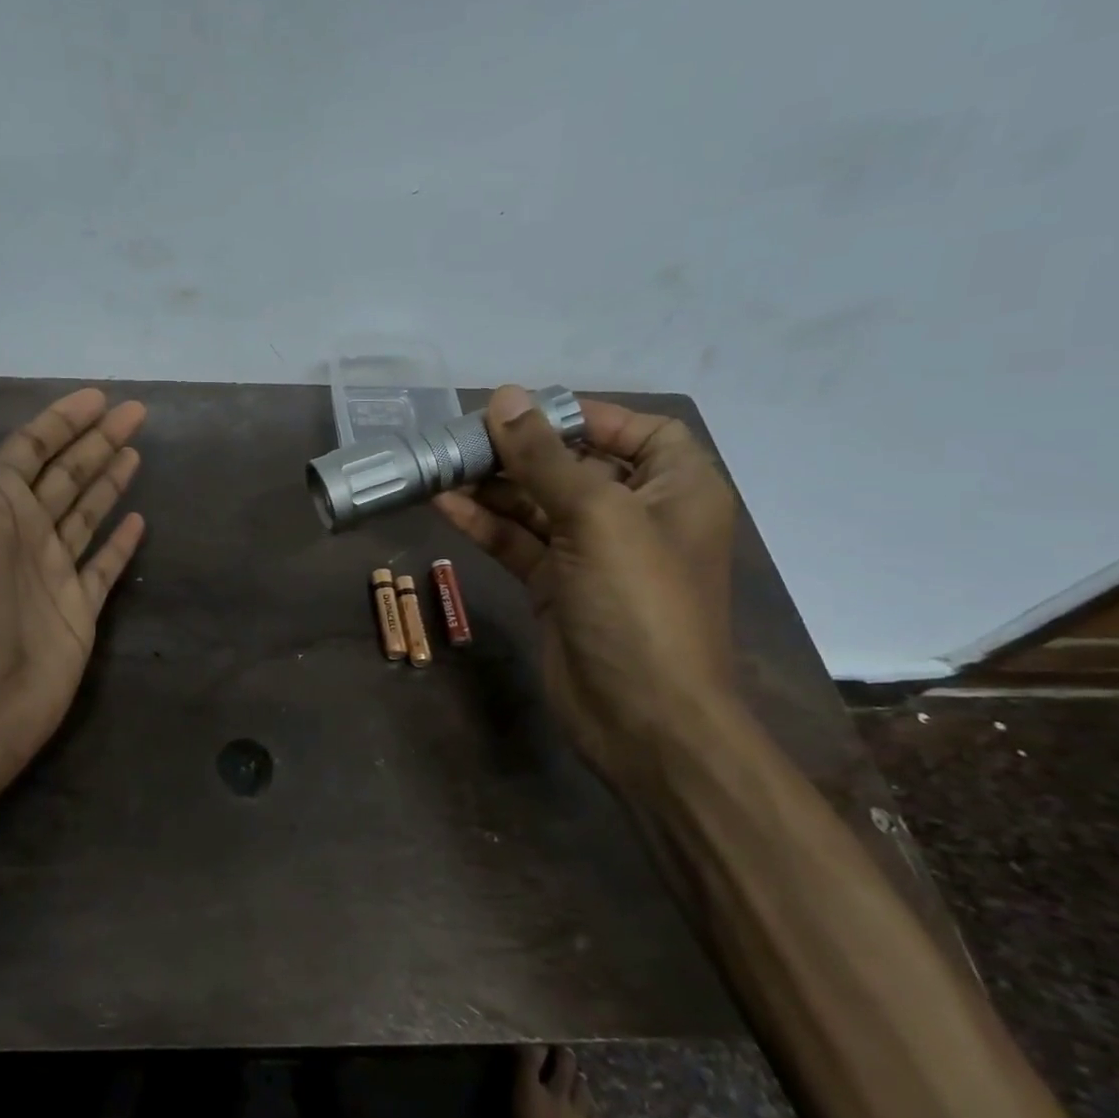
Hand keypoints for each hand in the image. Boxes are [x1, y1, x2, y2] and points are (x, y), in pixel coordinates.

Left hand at [0, 330, 145, 798]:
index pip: (32, 444)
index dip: (63, 418)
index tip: (100, 395)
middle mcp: (19, 529)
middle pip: (66, 473)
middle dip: (98, 441)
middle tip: (138, 414)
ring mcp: (50, 572)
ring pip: (86, 513)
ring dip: (109, 482)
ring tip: (137, 454)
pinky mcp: (77, 610)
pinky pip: (103, 566)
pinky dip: (119, 543)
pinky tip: (138, 521)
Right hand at [433, 388, 737, 792]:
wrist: (643, 720)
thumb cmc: (639, 605)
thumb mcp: (597, 517)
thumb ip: (546, 457)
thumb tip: (504, 397)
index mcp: (677, 489)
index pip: (636, 430)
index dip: (583, 415)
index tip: (523, 411)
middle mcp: (637, 515)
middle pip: (573, 465)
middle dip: (520, 450)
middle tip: (461, 437)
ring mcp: (593, 554)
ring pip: (537, 504)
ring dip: (493, 485)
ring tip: (442, 465)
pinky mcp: (556, 586)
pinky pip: (518, 541)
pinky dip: (484, 523)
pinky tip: (444, 503)